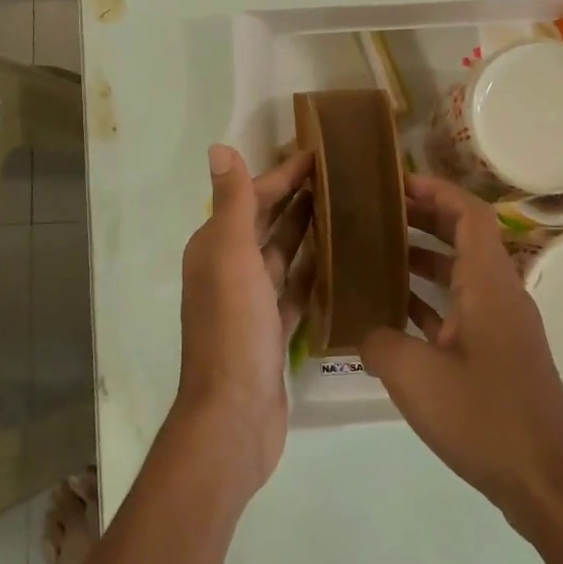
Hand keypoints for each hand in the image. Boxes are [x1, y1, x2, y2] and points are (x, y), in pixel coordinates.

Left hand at [174, 145, 314, 496]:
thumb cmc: (233, 329)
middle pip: (266, 225)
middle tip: (340, 178)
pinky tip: (340, 263)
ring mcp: (251, 304)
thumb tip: (218, 148)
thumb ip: (231, 203)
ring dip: (308, 234)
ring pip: (283, 258)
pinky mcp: (272, 332)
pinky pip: (296, 293)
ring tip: (347, 212)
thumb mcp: (230, 257)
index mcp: (215, 248)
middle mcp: (229, 271)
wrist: (234, 415)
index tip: (318, 155)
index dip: (281, 175)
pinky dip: (313, 276)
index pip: (250, 199)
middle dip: (296, 199)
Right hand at [361, 175, 562, 529]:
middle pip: (466, 238)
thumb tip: (364, 329)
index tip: (396, 182)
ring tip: (377, 253)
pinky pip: (462, 308)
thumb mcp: (414, 376)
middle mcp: (502, 295)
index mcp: (489, 285)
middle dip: (424, 219)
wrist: (546, 483)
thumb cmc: (483, 418)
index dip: (435, 191)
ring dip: (424, 259)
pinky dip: (431, 300)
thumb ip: (379, 340)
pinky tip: (395, 312)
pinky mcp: (500, 354)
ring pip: (463, 274)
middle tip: (378, 212)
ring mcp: (504, 326)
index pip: (469, 215)